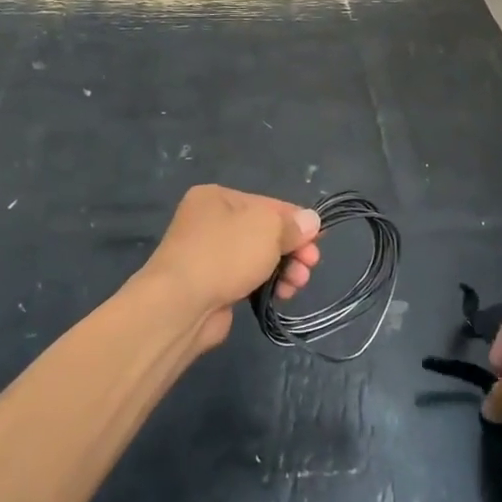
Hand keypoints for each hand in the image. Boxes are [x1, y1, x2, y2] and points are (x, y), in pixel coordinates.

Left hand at [138, 185, 321, 349]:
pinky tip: (282, 295)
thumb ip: (292, 224)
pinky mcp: (213, 285)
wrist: (180, 305)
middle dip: (293, 248)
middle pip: (265, 232)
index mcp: (218, 197)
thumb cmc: (225, 254)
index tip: (320, 239)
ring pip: (259, 257)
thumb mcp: (267, 228)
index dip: (297, 221)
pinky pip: (249, 279)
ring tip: (298, 284)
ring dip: (285, 269)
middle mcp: (211, 221)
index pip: (269, 204)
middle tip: (310, 265)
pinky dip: (268, 284)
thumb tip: (311, 221)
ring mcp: (210, 255)